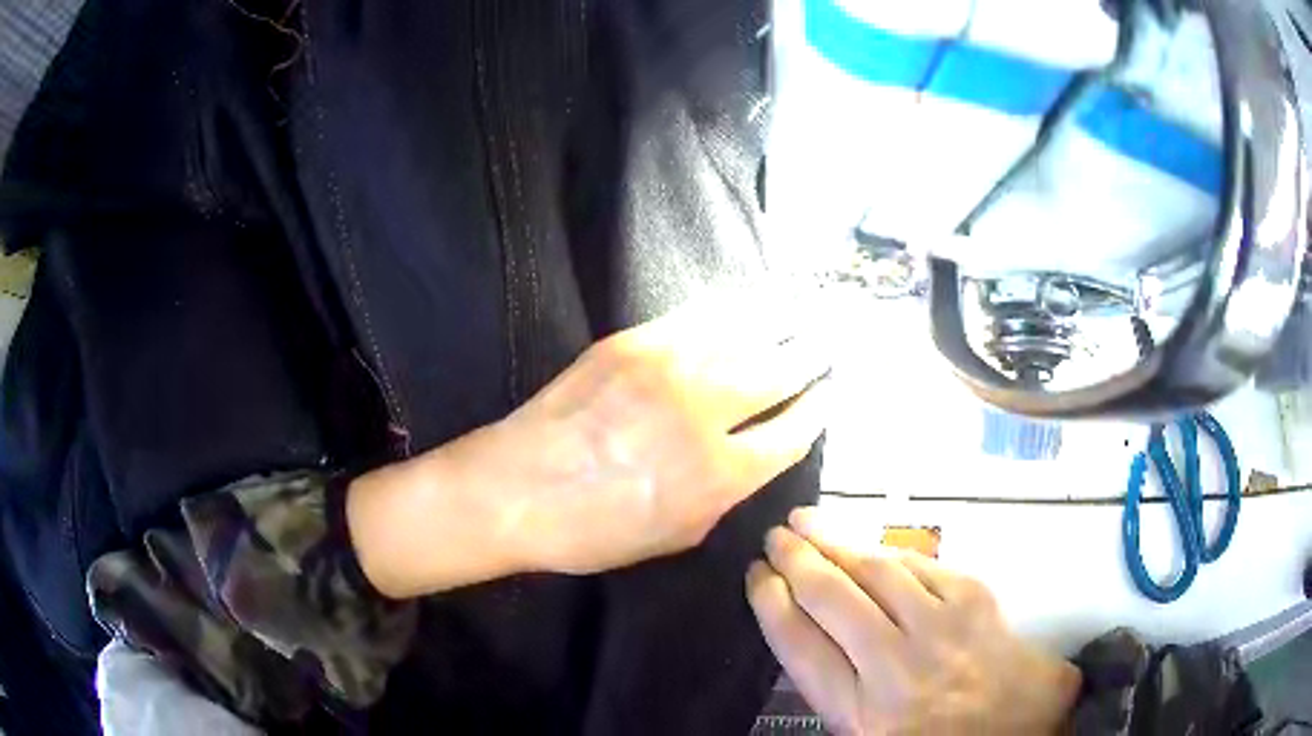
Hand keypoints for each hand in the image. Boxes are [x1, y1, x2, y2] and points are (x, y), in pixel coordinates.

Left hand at [497, 291, 832, 573]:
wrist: (513, 490)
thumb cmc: (593, 531)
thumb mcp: (676, 535)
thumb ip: (725, 493)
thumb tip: (750, 455)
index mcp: (721, 474)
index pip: (793, 432)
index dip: (818, 411)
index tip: (829, 395)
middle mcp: (707, 412)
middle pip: (781, 372)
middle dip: (812, 358)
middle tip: (827, 346)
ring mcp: (670, 367)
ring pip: (747, 333)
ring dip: (783, 322)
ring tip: (804, 314)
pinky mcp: (635, 341)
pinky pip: (699, 315)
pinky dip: (733, 308)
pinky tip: (751, 303)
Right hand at [747, 509, 1081, 735]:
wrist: (1023, 724)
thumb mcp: (871, 735)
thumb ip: (837, 690)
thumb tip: (803, 632)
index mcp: (861, 713)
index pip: (801, 647)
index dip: (772, 605)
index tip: (756, 577)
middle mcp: (893, 668)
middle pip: (831, 600)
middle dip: (795, 561)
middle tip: (773, 537)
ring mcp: (938, 627)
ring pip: (873, 572)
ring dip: (833, 542)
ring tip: (805, 521)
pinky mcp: (973, 600)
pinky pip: (919, 565)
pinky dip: (886, 551)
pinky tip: (868, 544)